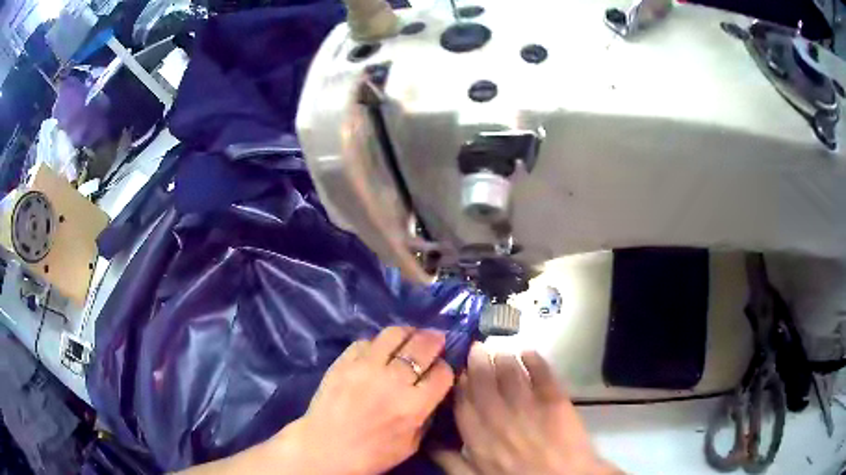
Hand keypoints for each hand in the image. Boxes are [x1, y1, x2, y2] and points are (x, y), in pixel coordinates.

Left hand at [280, 326, 454, 474]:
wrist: (324, 449)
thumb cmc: (371, 454)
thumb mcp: (411, 445)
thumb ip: (426, 416)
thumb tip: (432, 390)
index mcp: (413, 406)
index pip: (442, 372)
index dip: (446, 369)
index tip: (441, 370)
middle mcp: (392, 381)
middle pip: (422, 346)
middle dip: (435, 340)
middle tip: (436, 339)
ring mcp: (365, 368)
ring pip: (394, 334)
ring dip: (408, 333)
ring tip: (410, 337)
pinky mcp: (343, 362)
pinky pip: (366, 341)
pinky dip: (377, 343)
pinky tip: (379, 351)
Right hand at [432, 344, 621, 474]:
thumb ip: (453, 464)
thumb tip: (431, 445)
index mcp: (480, 440)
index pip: (464, 405)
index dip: (460, 385)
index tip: (459, 372)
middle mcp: (501, 419)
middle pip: (485, 384)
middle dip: (478, 363)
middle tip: (476, 348)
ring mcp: (529, 408)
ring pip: (511, 376)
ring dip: (503, 359)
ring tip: (499, 351)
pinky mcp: (556, 401)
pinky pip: (542, 374)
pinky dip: (534, 360)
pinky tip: (528, 352)